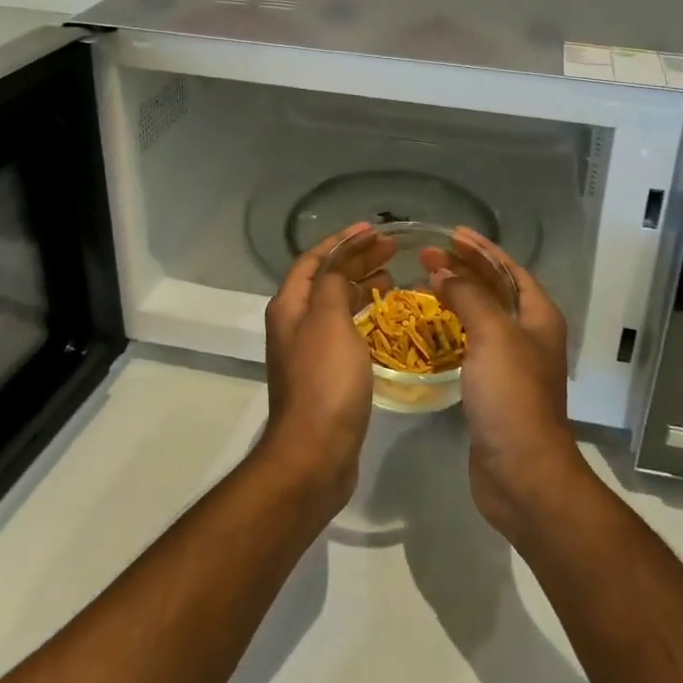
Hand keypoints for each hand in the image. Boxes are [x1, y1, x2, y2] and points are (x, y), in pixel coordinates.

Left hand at [257, 223, 391, 513]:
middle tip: (392, 250)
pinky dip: (363, 314)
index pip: (314, 259)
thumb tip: (341, 264)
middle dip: (356, 260)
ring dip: (360, 285)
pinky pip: (345, 329)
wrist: (315, 453)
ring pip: (336, 304)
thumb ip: (334, 283)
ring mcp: (309, 350)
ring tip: (392, 278)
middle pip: (325, 279)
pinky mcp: (326, 374)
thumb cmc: (324, 380)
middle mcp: (294, 323)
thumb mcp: (329, 320)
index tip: (374, 230)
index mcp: (290, 306)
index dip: (342, 241)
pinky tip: (384, 318)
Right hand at [424, 231, 590, 537]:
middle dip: (464, 270)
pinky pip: (471, 344)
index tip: (451, 234)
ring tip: (424, 285)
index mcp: (539, 316)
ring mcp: (512, 363)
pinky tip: (430, 328)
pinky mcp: (493, 388)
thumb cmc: (512, 395)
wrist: (521, 473)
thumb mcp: (493, 334)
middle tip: (427, 257)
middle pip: (495, 290)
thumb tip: (443, 273)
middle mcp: (529, 334)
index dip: (481, 249)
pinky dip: (452, 328)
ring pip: (482, 317)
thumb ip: (469, 296)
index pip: (509, 269)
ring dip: (457, 297)